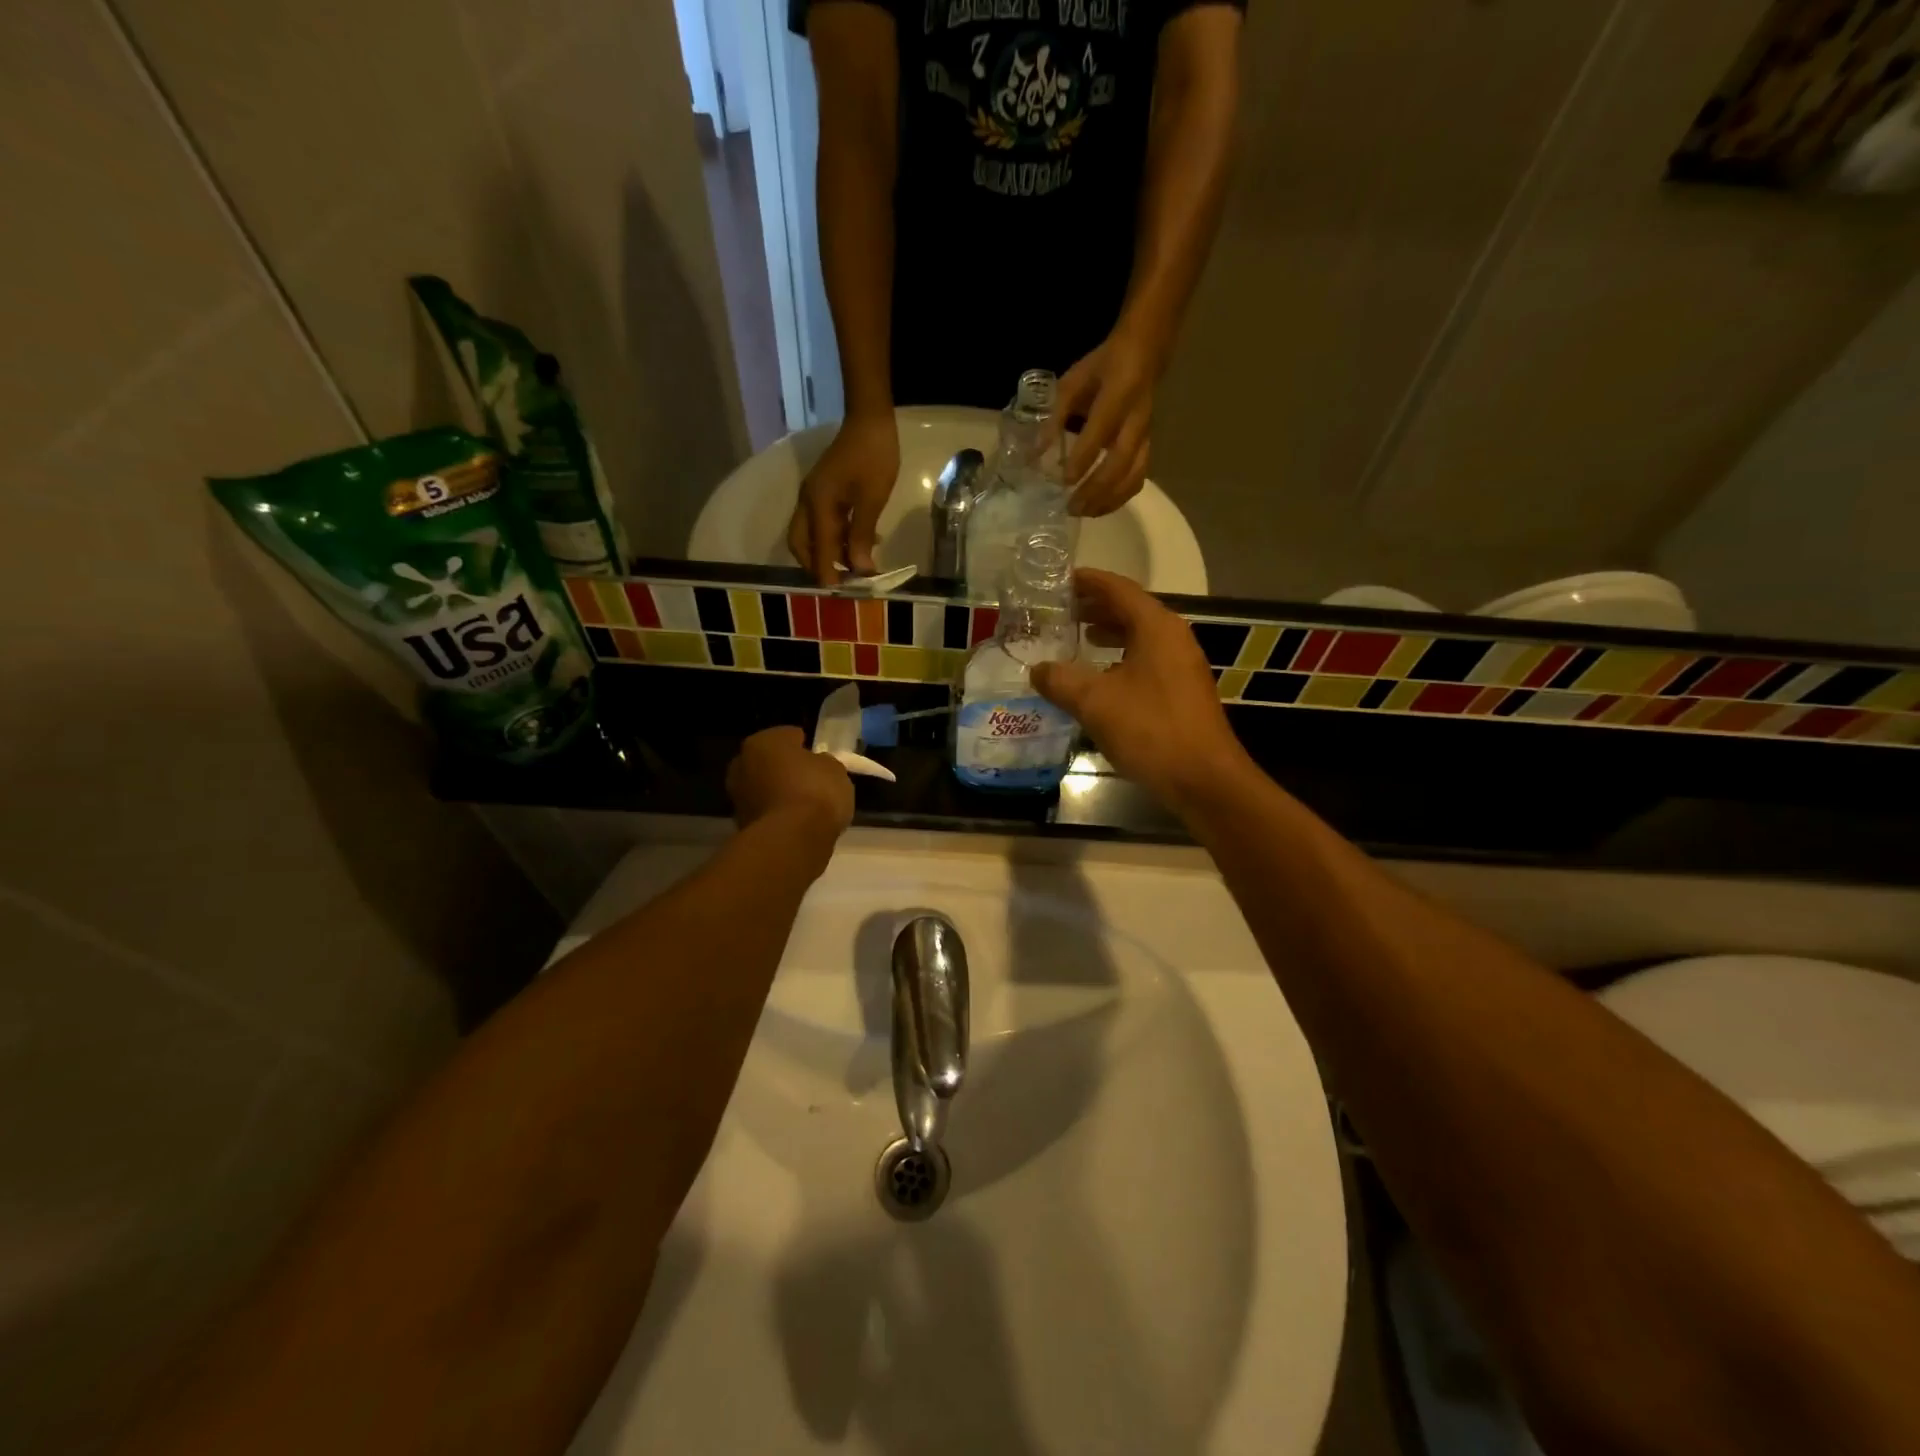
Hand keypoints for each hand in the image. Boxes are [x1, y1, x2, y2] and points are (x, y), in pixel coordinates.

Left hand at [726, 727, 854, 842]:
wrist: (792, 840)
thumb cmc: (815, 792)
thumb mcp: (835, 770)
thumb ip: (823, 763)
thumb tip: (816, 766)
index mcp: (764, 741)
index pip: (788, 736)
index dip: (805, 746)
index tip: (818, 757)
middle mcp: (742, 763)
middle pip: (769, 762)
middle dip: (785, 769)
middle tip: (809, 779)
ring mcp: (737, 796)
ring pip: (764, 788)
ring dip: (779, 793)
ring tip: (805, 805)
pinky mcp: (740, 824)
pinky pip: (766, 812)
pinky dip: (777, 814)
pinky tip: (796, 822)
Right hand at [787, 411, 899, 584]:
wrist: (870, 419)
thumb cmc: (874, 457)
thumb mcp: (872, 499)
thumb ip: (862, 535)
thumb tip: (860, 569)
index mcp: (817, 505)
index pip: (819, 549)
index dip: (828, 574)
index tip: (839, 595)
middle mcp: (808, 503)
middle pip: (802, 545)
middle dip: (818, 566)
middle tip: (843, 582)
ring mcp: (813, 497)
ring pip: (811, 536)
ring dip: (829, 553)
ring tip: (856, 567)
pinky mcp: (823, 492)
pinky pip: (822, 524)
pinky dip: (836, 539)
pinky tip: (861, 543)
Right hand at [1028, 569, 1247, 809]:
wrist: (1203, 779)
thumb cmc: (1150, 729)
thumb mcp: (1094, 702)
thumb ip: (1060, 680)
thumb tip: (1037, 669)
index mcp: (1156, 627)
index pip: (1118, 589)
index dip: (1088, 582)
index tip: (1060, 579)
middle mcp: (1174, 638)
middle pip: (1131, 610)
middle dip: (1096, 607)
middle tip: (1061, 609)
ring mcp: (1182, 665)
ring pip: (1140, 637)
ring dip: (1109, 633)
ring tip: (1078, 637)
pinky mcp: (1183, 691)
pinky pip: (1147, 660)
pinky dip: (1121, 658)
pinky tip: (1101, 678)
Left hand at [1053, 328, 1162, 516]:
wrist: (1144, 354)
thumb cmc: (1103, 367)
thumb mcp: (1073, 382)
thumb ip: (1055, 416)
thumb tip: (1035, 453)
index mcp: (1118, 394)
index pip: (1100, 431)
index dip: (1082, 458)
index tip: (1063, 480)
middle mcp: (1136, 420)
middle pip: (1119, 463)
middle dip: (1094, 489)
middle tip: (1071, 507)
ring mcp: (1146, 436)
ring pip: (1133, 476)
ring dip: (1108, 500)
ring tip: (1084, 512)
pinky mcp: (1149, 447)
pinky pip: (1138, 478)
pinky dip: (1120, 498)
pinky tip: (1100, 507)